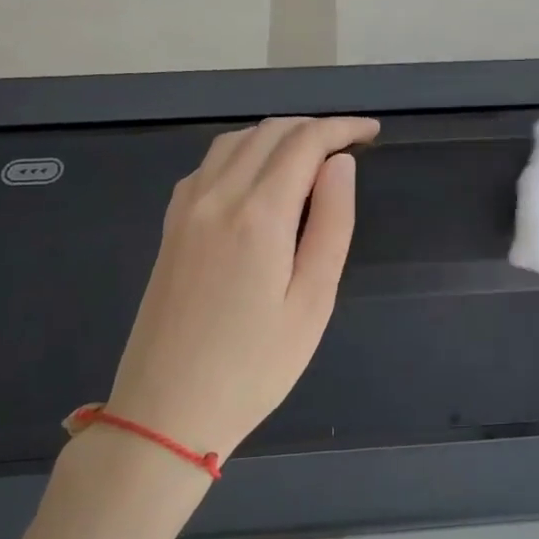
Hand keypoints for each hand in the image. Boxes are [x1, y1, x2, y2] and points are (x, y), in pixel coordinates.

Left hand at [105, 115, 379, 461]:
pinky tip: (260, 176)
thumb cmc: (255, 367)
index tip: (372, 131)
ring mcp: (186, 208)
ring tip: (312, 155)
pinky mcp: (170, 225)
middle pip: (270, 133)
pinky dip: (243, 151)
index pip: (305, 143)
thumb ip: (332, 224)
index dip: (342, 128)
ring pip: (236, 141)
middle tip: (350, 144)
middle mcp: (217, 196)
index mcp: (258, 214)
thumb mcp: (313, 301)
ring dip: (278, 135)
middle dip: (314, 127)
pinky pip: (209, 164)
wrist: (165, 411)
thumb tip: (341, 165)